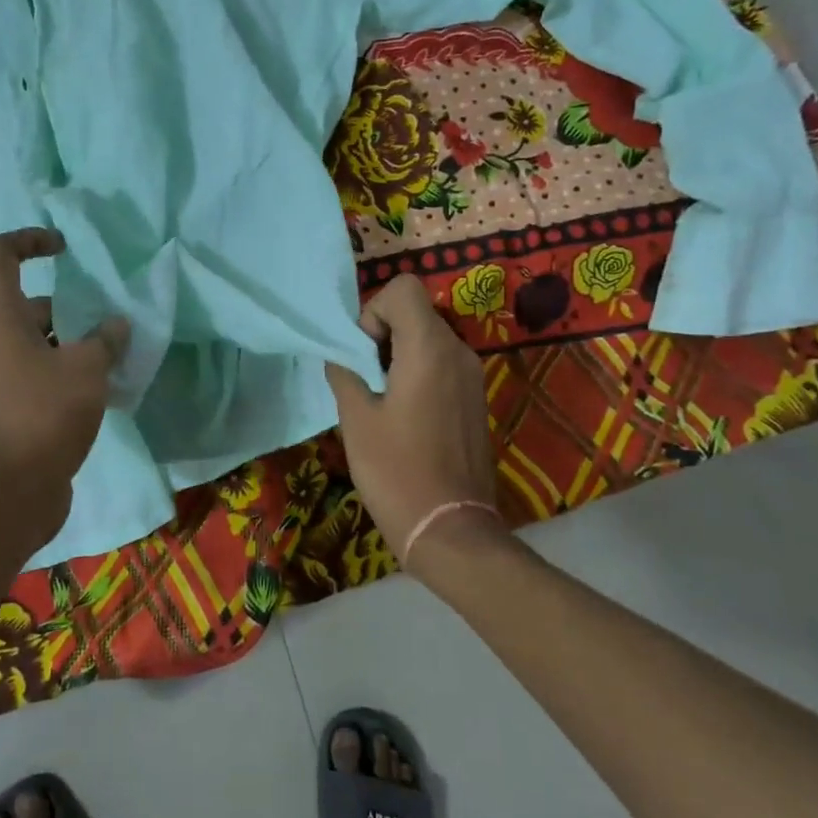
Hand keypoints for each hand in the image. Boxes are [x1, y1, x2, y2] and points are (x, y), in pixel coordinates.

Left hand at [0, 229, 129, 546]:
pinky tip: (104, 393)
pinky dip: (68, 376)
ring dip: (76, 346)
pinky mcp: (9, 411)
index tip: (66, 250)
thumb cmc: (42, 415)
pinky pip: (40, 377)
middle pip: (29, 305)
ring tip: (117, 360)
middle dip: (72, 309)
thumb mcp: (86, 369)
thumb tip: (115, 325)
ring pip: (39, 345)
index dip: (30, 240)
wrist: (6, 494)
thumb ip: (105, 340)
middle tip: (112, 324)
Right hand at [326, 274, 501, 569]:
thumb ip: (345, 372)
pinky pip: (442, 364)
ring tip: (381, 399)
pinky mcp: (475, 398)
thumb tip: (342, 353)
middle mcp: (458, 352)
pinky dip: (418, 372)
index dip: (374, 310)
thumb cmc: (396, 471)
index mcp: (430, 348)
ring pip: (428, 338)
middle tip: (365, 378)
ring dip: (399, 354)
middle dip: (383, 333)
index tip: (363, 352)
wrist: (450, 529)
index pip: (402, 289)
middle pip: (415, 312)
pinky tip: (404, 415)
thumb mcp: (356, 418)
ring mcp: (472, 376)